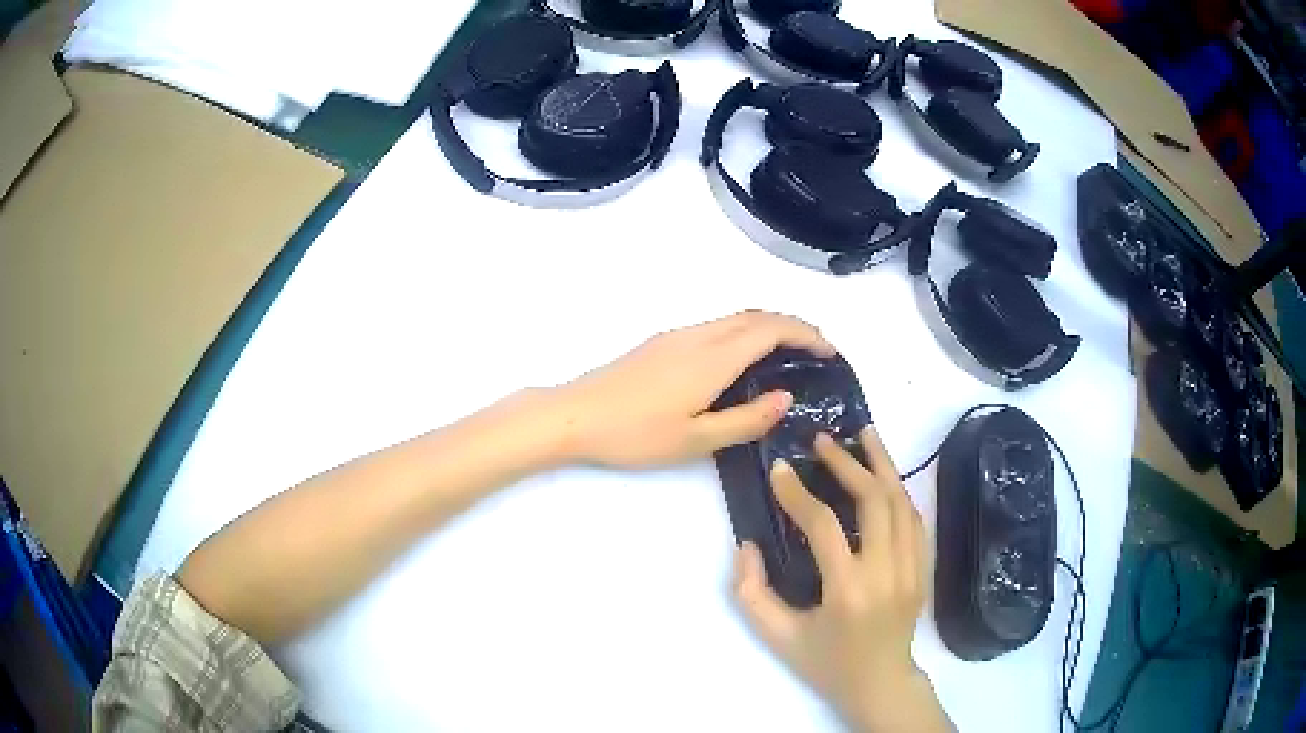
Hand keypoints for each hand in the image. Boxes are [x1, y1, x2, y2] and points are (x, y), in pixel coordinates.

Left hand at [553, 310, 835, 467]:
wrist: (574, 415)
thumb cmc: (634, 433)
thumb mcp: (696, 439)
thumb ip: (746, 419)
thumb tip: (787, 398)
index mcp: (713, 358)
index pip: (772, 330)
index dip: (806, 334)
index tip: (830, 351)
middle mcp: (699, 336)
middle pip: (756, 315)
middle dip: (793, 324)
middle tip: (817, 350)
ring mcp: (677, 336)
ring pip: (735, 317)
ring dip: (768, 326)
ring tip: (788, 354)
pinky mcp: (662, 343)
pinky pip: (717, 326)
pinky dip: (744, 332)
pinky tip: (743, 361)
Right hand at [733, 430, 951, 732]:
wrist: (879, 683)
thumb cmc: (825, 662)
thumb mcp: (777, 636)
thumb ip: (751, 592)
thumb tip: (747, 544)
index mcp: (848, 591)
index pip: (824, 526)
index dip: (798, 493)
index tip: (779, 470)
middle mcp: (887, 573)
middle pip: (875, 501)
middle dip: (848, 464)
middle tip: (823, 441)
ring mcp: (913, 568)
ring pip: (902, 503)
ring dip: (883, 465)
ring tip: (864, 435)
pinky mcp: (924, 568)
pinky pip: (915, 519)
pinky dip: (899, 491)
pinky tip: (885, 476)